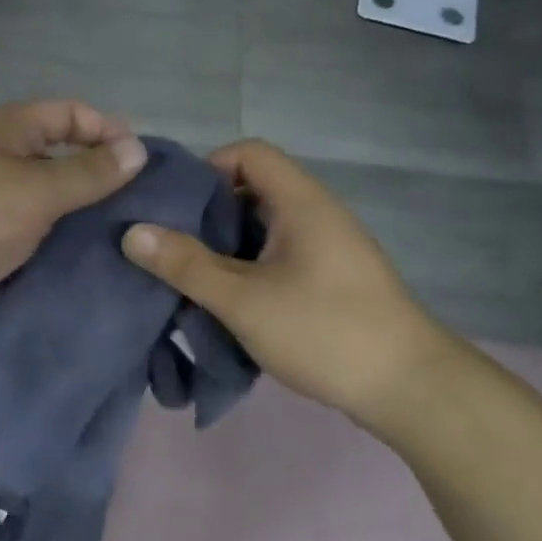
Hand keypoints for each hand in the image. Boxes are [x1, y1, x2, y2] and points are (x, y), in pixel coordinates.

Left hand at [0, 100, 147, 346]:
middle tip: (143, 205)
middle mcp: (0, 160)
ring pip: (49, 200)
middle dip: (100, 175)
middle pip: (61, 156)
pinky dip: (60, 243)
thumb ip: (88, 172)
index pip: (69, 114)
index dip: (106, 130)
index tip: (143, 163)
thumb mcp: (36, 190)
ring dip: (82, 214)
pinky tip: (93, 259)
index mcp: (8, 131)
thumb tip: (138, 150)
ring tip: (128, 234)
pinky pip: (35, 235)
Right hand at [121, 140, 448, 422]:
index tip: (175, 208)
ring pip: (265, 228)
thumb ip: (186, 265)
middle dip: (208, 214)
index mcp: (301, 202)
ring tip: (192, 277)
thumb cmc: (324, 331)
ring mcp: (329, 247)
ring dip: (227, 247)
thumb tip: (132, 233)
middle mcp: (317, 213)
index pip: (249, 153)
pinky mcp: (332, 279)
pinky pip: (281, 255)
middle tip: (172, 247)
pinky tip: (230, 302)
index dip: (207, 169)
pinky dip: (250, 268)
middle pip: (253, 190)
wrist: (409, 387)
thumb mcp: (244, 300)